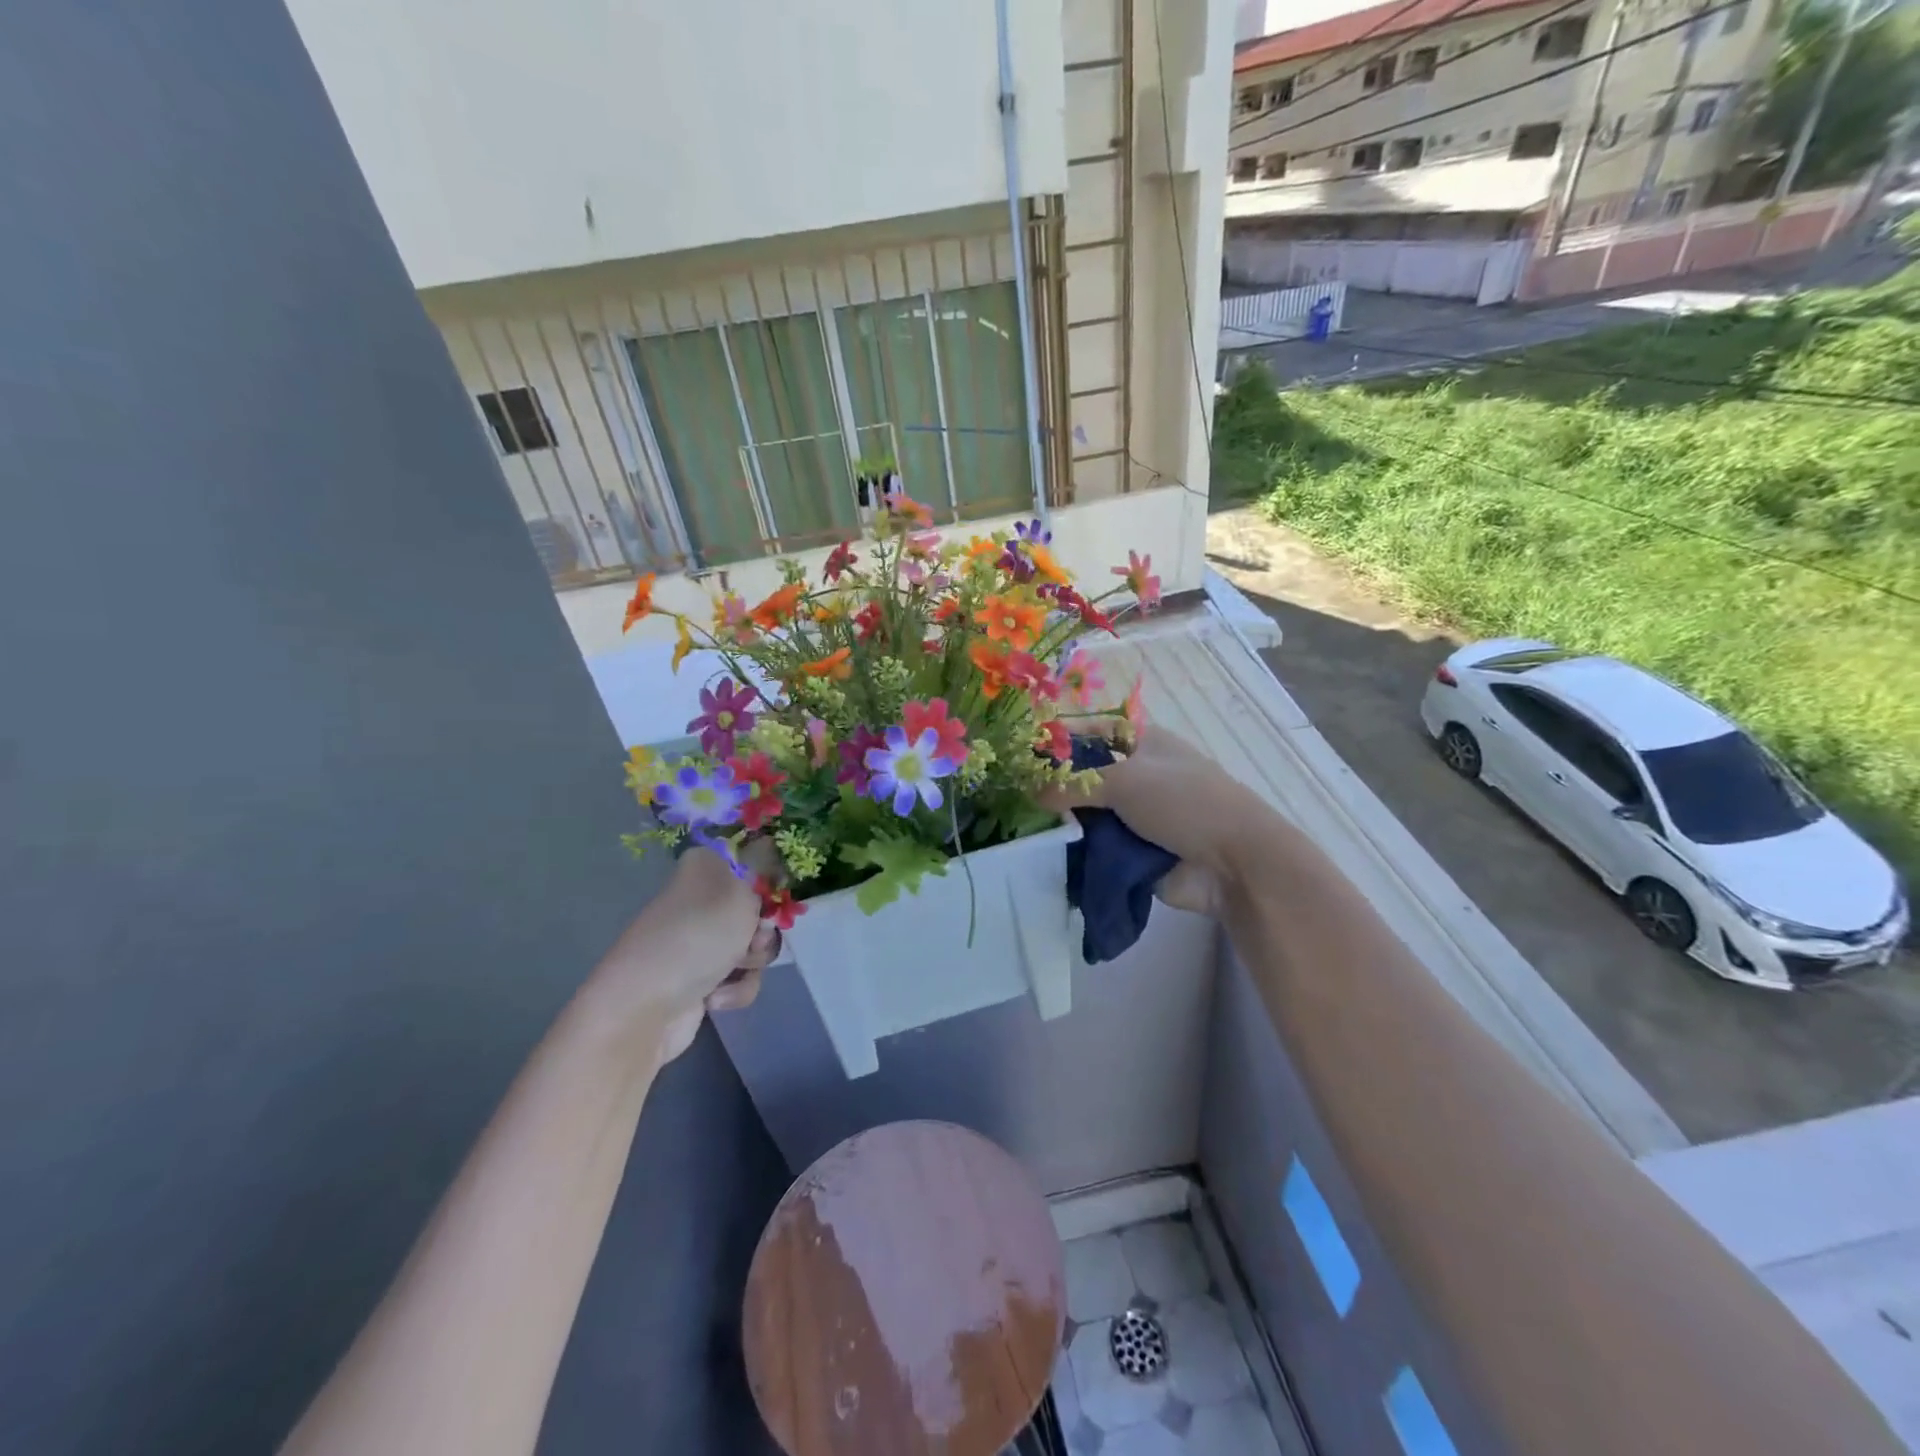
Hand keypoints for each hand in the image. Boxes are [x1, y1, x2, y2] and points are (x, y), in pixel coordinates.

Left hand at [587, 846, 780, 1061]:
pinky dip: (735, 989)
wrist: (645, 1008)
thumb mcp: (740, 892)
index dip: (766, 884)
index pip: (749, 863)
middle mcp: (698, 901)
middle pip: (756, 909)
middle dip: (762, 929)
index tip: (770, 899)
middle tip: (753, 937)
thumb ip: (761, 878)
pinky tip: (715, 997)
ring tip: (733, 969)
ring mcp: (697, 943)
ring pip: (752, 945)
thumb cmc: (697, 936)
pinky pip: (738, 979)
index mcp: (703, 868)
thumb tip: (759, 875)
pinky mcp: (699, 981)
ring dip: (752, 961)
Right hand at [1040, 726, 1256, 916]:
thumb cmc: (1183, 802)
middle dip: (1055, 787)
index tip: (1023, 755)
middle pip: (1086, 776)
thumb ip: (1072, 783)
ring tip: (1025, 828)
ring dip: (1065, 822)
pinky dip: (1078, 851)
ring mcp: (1136, 817)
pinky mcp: (1134, 853)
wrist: (1232, 863)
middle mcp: (1138, 776)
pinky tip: (1046, 854)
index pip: (1093, 731)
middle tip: (1016, 796)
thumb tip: (1031, 791)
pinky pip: (1096, 849)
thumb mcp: (1124, 780)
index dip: (1061, 739)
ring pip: (1088, 815)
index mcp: (1143, 744)